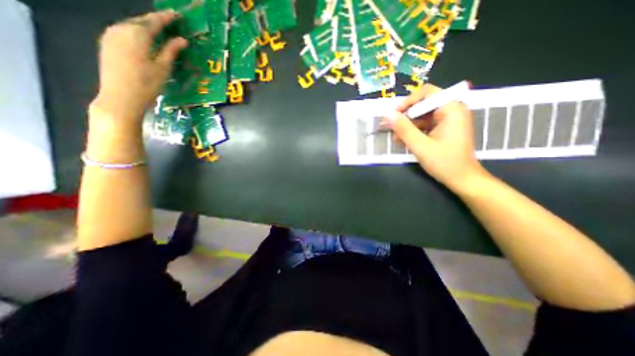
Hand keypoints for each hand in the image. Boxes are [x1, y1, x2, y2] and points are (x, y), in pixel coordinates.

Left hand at [90, 10, 185, 123]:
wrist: (120, 97)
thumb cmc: (147, 84)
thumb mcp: (163, 68)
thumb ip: (171, 51)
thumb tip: (182, 40)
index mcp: (137, 34)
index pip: (153, 21)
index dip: (165, 18)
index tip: (175, 14)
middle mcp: (120, 29)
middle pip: (140, 21)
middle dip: (154, 21)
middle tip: (168, 22)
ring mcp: (110, 35)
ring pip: (130, 25)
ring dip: (144, 26)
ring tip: (158, 30)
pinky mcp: (107, 43)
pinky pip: (123, 31)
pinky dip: (135, 32)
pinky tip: (143, 39)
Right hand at [385, 83, 486, 191]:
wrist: (463, 180)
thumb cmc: (445, 162)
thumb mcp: (420, 145)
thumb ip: (404, 129)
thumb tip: (387, 115)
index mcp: (451, 108)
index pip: (426, 93)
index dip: (407, 102)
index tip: (393, 116)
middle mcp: (452, 110)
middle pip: (423, 105)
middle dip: (405, 117)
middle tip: (391, 129)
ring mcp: (449, 120)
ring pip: (422, 116)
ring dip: (408, 126)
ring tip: (395, 138)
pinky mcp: (445, 128)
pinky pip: (426, 125)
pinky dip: (414, 131)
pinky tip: (404, 140)